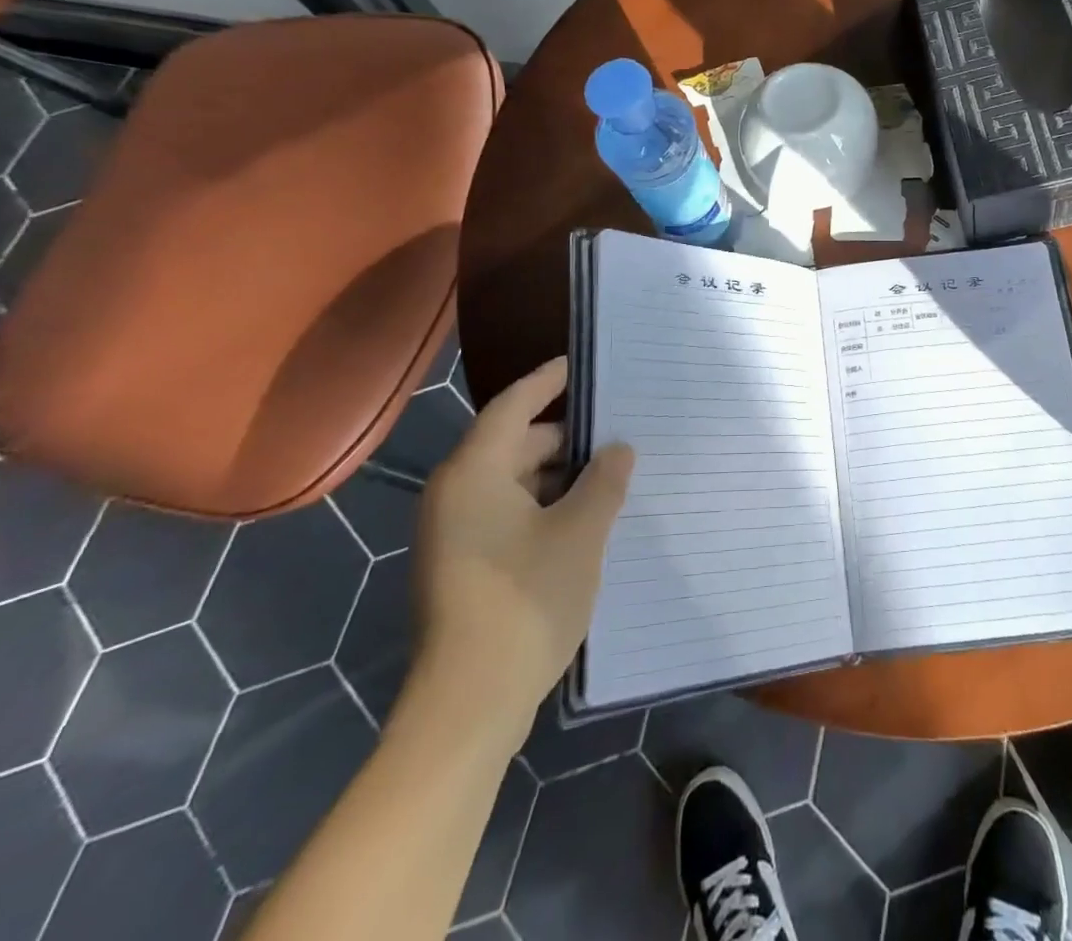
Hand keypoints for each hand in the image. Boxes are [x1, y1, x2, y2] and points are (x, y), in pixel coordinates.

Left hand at [409, 356, 633, 745]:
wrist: (468, 706)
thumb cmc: (525, 601)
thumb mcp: (581, 533)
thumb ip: (603, 481)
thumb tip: (616, 450)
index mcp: (474, 473)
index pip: (513, 405)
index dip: (548, 381)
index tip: (580, 364)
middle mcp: (455, 494)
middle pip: (514, 444)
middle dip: (566, 437)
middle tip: (616, 429)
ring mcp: (454, 533)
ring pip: (513, 483)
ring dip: (559, 476)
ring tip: (611, 473)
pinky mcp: (463, 566)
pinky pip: (508, 514)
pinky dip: (544, 506)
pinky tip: (585, 517)